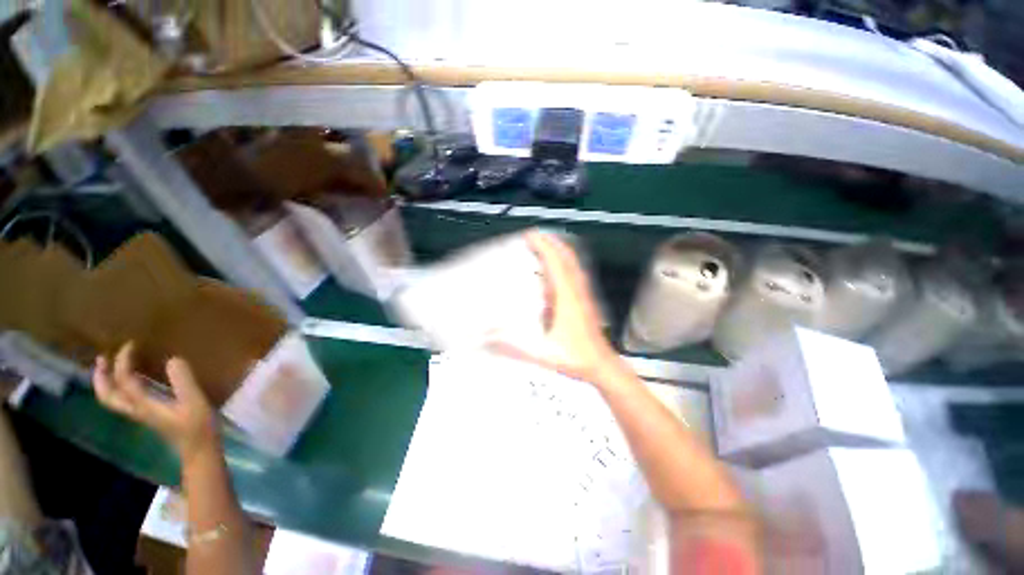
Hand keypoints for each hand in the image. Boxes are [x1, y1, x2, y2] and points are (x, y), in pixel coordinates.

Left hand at [93, 342, 219, 464]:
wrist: (198, 450)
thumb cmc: (197, 427)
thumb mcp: (194, 402)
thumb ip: (183, 381)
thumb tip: (173, 358)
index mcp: (143, 405)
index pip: (124, 380)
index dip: (123, 361)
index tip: (131, 344)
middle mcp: (136, 409)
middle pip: (107, 395)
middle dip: (101, 376)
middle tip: (103, 357)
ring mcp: (141, 414)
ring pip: (113, 398)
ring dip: (107, 382)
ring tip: (111, 366)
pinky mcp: (149, 415)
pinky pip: (125, 399)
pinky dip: (120, 387)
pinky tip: (134, 381)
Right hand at [489, 230, 625, 386]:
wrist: (601, 365)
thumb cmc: (577, 359)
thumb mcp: (542, 354)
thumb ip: (515, 347)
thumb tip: (490, 337)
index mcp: (567, 299)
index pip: (557, 264)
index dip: (544, 246)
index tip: (531, 236)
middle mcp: (577, 292)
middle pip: (567, 257)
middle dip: (551, 242)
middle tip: (534, 236)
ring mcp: (583, 294)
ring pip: (573, 263)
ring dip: (558, 250)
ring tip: (543, 245)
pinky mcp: (584, 299)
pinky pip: (575, 273)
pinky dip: (564, 263)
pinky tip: (554, 268)